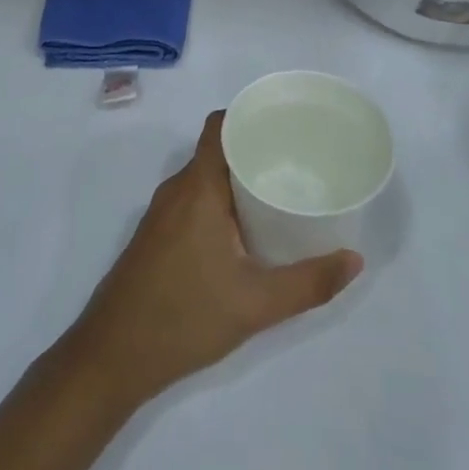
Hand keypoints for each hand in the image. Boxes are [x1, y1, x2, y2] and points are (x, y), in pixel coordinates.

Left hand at [63, 112, 363, 410]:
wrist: (113, 354)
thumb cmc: (185, 316)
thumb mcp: (257, 304)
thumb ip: (309, 282)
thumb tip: (355, 260)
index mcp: (197, 187)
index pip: (219, 127)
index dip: (249, 116)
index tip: (286, 123)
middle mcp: (177, 189)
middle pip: (216, 150)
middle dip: (255, 150)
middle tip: (298, 162)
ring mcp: (162, 212)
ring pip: (204, 178)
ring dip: (238, 179)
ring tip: (280, 192)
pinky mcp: (157, 235)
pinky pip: (193, 200)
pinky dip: (220, 201)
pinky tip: (246, 229)